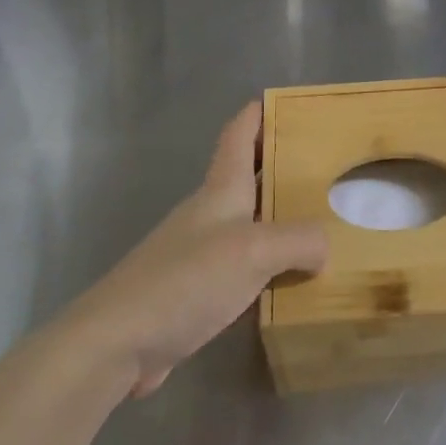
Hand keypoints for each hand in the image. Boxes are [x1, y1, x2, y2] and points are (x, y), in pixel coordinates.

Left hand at [65, 104, 327, 396]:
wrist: (118, 341)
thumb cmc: (186, 280)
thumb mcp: (254, 251)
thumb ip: (298, 240)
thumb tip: (323, 247)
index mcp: (220, 190)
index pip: (239, 135)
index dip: (259, 114)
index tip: (288, 103)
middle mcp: (210, 213)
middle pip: (248, 177)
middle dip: (282, 167)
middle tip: (327, 167)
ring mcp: (199, 252)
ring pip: (249, 223)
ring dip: (280, 219)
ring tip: (322, 224)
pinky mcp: (196, 290)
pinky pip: (243, 266)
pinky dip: (269, 265)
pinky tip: (291, 281)